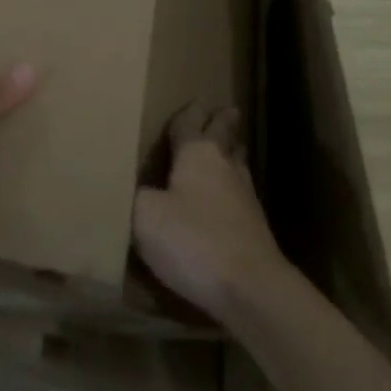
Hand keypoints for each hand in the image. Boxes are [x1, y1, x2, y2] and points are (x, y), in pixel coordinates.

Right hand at [132, 103, 287, 325]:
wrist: (250, 288)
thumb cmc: (193, 240)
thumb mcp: (145, 216)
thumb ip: (135, 196)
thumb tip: (135, 188)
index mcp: (197, 153)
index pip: (190, 123)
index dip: (187, 114)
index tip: (192, 102)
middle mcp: (224, 166)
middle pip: (225, 135)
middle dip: (222, 122)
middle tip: (226, 111)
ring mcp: (245, 196)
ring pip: (237, 163)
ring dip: (231, 153)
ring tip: (228, 148)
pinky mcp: (255, 226)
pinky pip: (240, 194)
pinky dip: (232, 188)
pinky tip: (227, 198)